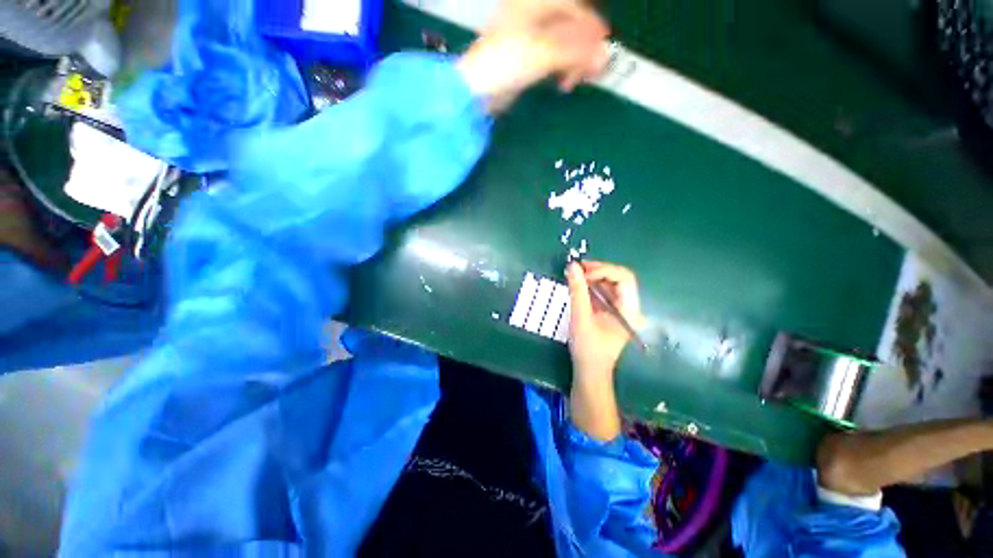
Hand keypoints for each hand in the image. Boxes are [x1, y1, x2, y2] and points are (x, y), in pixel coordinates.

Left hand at [457, 0, 609, 110]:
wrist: (476, 90)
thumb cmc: (506, 63)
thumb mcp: (543, 53)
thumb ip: (576, 52)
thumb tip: (604, 54)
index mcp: (536, 4)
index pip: (575, 8)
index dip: (592, 28)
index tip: (602, 51)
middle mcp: (533, 16)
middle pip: (570, 27)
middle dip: (583, 49)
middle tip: (590, 73)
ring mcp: (529, 39)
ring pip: (562, 45)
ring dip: (573, 62)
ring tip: (574, 82)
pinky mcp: (525, 60)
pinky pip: (552, 60)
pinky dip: (561, 70)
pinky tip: (563, 83)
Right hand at [565, 260, 643, 439]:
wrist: (589, 372)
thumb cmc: (588, 349)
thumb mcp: (580, 318)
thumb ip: (577, 291)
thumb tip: (572, 266)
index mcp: (630, 310)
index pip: (624, 278)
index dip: (603, 270)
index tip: (582, 272)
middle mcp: (629, 307)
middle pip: (618, 278)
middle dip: (597, 270)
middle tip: (575, 268)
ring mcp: (620, 309)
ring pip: (609, 284)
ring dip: (592, 277)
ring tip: (573, 274)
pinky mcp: (610, 312)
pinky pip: (602, 292)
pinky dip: (590, 286)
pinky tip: (577, 284)